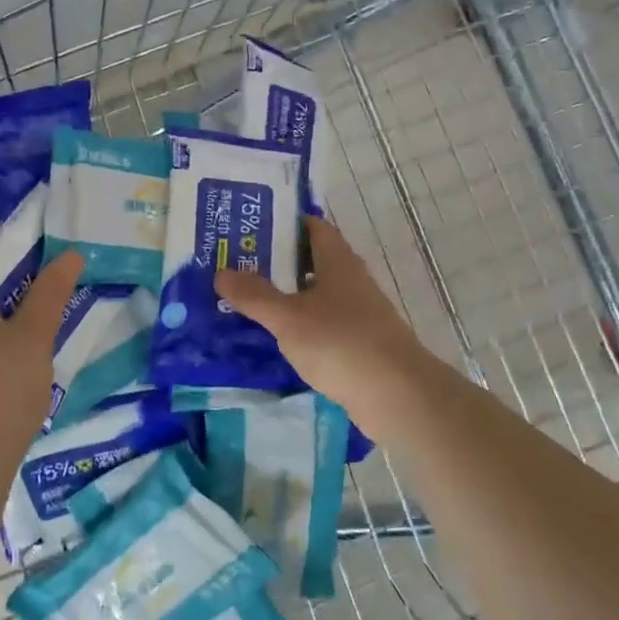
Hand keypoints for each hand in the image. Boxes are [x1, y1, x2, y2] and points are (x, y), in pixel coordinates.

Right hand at [214, 217, 433, 430]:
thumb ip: (254, 295)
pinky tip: (277, 338)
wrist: (397, 396)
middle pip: (312, 260)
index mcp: (338, 261)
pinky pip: (324, 326)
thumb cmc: (341, 343)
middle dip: (277, 261)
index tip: (250, 226)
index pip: (313, 227)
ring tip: (248, 300)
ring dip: (288, 296)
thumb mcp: (288, 318)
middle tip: (237, 264)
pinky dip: (301, 326)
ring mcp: (359, 314)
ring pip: (317, 295)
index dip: (284, 222)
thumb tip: (221, 272)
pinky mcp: (360, 345)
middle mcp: (351, 281)